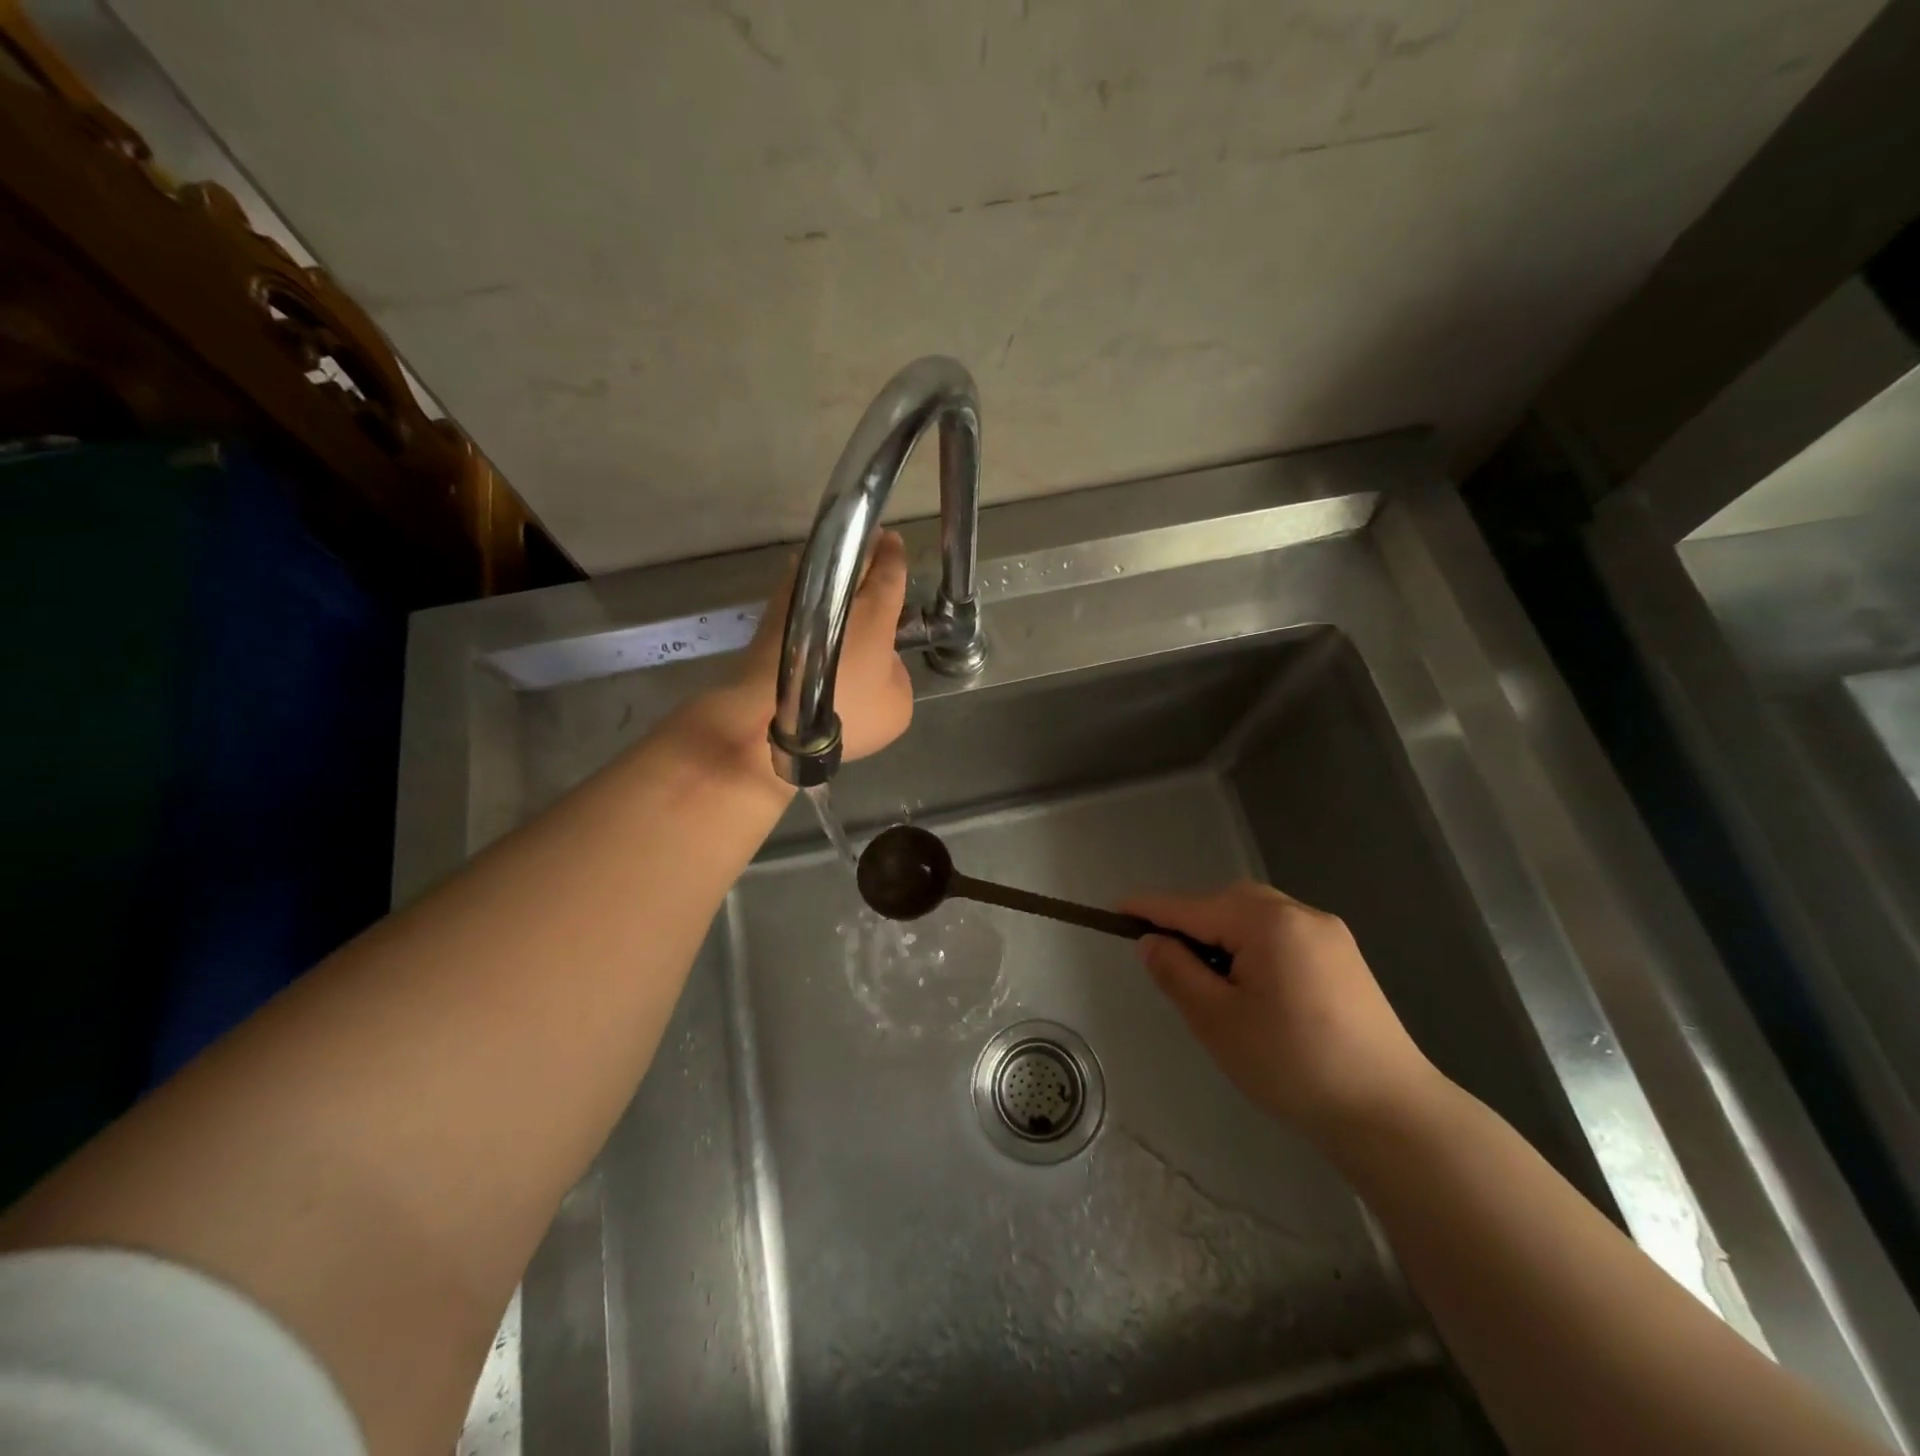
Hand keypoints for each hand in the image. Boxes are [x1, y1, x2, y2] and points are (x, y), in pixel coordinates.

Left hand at [689, 529, 912, 781]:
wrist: (768, 719)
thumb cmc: (843, 713)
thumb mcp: (895, 706)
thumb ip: (898, 675)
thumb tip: (885, 661)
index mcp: (874, 611)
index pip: (889, 571)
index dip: (894, 555)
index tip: (894, 541)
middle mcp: (837, 597)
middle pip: (854, 560)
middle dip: (866, 548)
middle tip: (874, 541)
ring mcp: (798, 603)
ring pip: (821, 569)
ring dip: (833, 564)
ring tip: (843, 564)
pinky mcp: (771, 619)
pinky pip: (797, 589)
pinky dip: (808, 585)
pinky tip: (811, 591)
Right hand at [1121, 881, 1444, 1145]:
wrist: (1391, 1113)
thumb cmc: (1293, 1065)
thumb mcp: (1217, 1021)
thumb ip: (1177, 972)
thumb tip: (1151, 941)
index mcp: (1266, 922)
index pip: (1190, 906)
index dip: (1149, 909)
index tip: (1114, 910)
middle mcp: (1299, 913)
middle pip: (1226, 902)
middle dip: (1191, 923)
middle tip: (1168, 962)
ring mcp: (1328, 933)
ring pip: (1255, 915)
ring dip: (1224, 934)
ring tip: (1211, 979)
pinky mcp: (1344, 957)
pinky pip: (1282, 933)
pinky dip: (1254, 945)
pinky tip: (1253, 986)